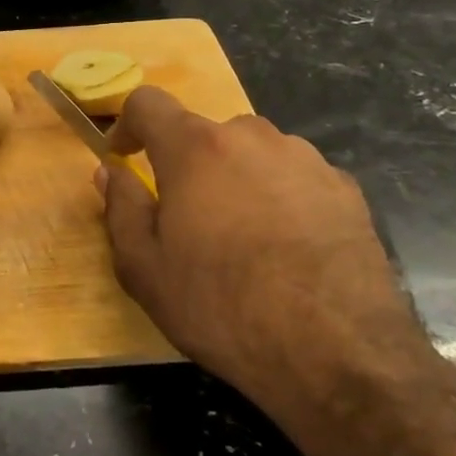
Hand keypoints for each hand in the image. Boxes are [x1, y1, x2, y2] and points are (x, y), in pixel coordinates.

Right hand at [98, 87, 434, 435]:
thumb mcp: (145, 267)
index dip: (128, 124)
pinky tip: (287, 248)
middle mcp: (251, 137)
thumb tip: (110, 172)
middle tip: (185, 217)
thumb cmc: (222, 306)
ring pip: (252, 154)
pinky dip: (279, 197)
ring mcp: (305, 159)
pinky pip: (295, 178)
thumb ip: (121, 208)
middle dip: (186, 164)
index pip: (147, 103)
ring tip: (240, 237)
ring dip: (235, 178)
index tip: (123, 156)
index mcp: (195, 147)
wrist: (340, 352)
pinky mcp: (346, 189)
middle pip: (204, 133)